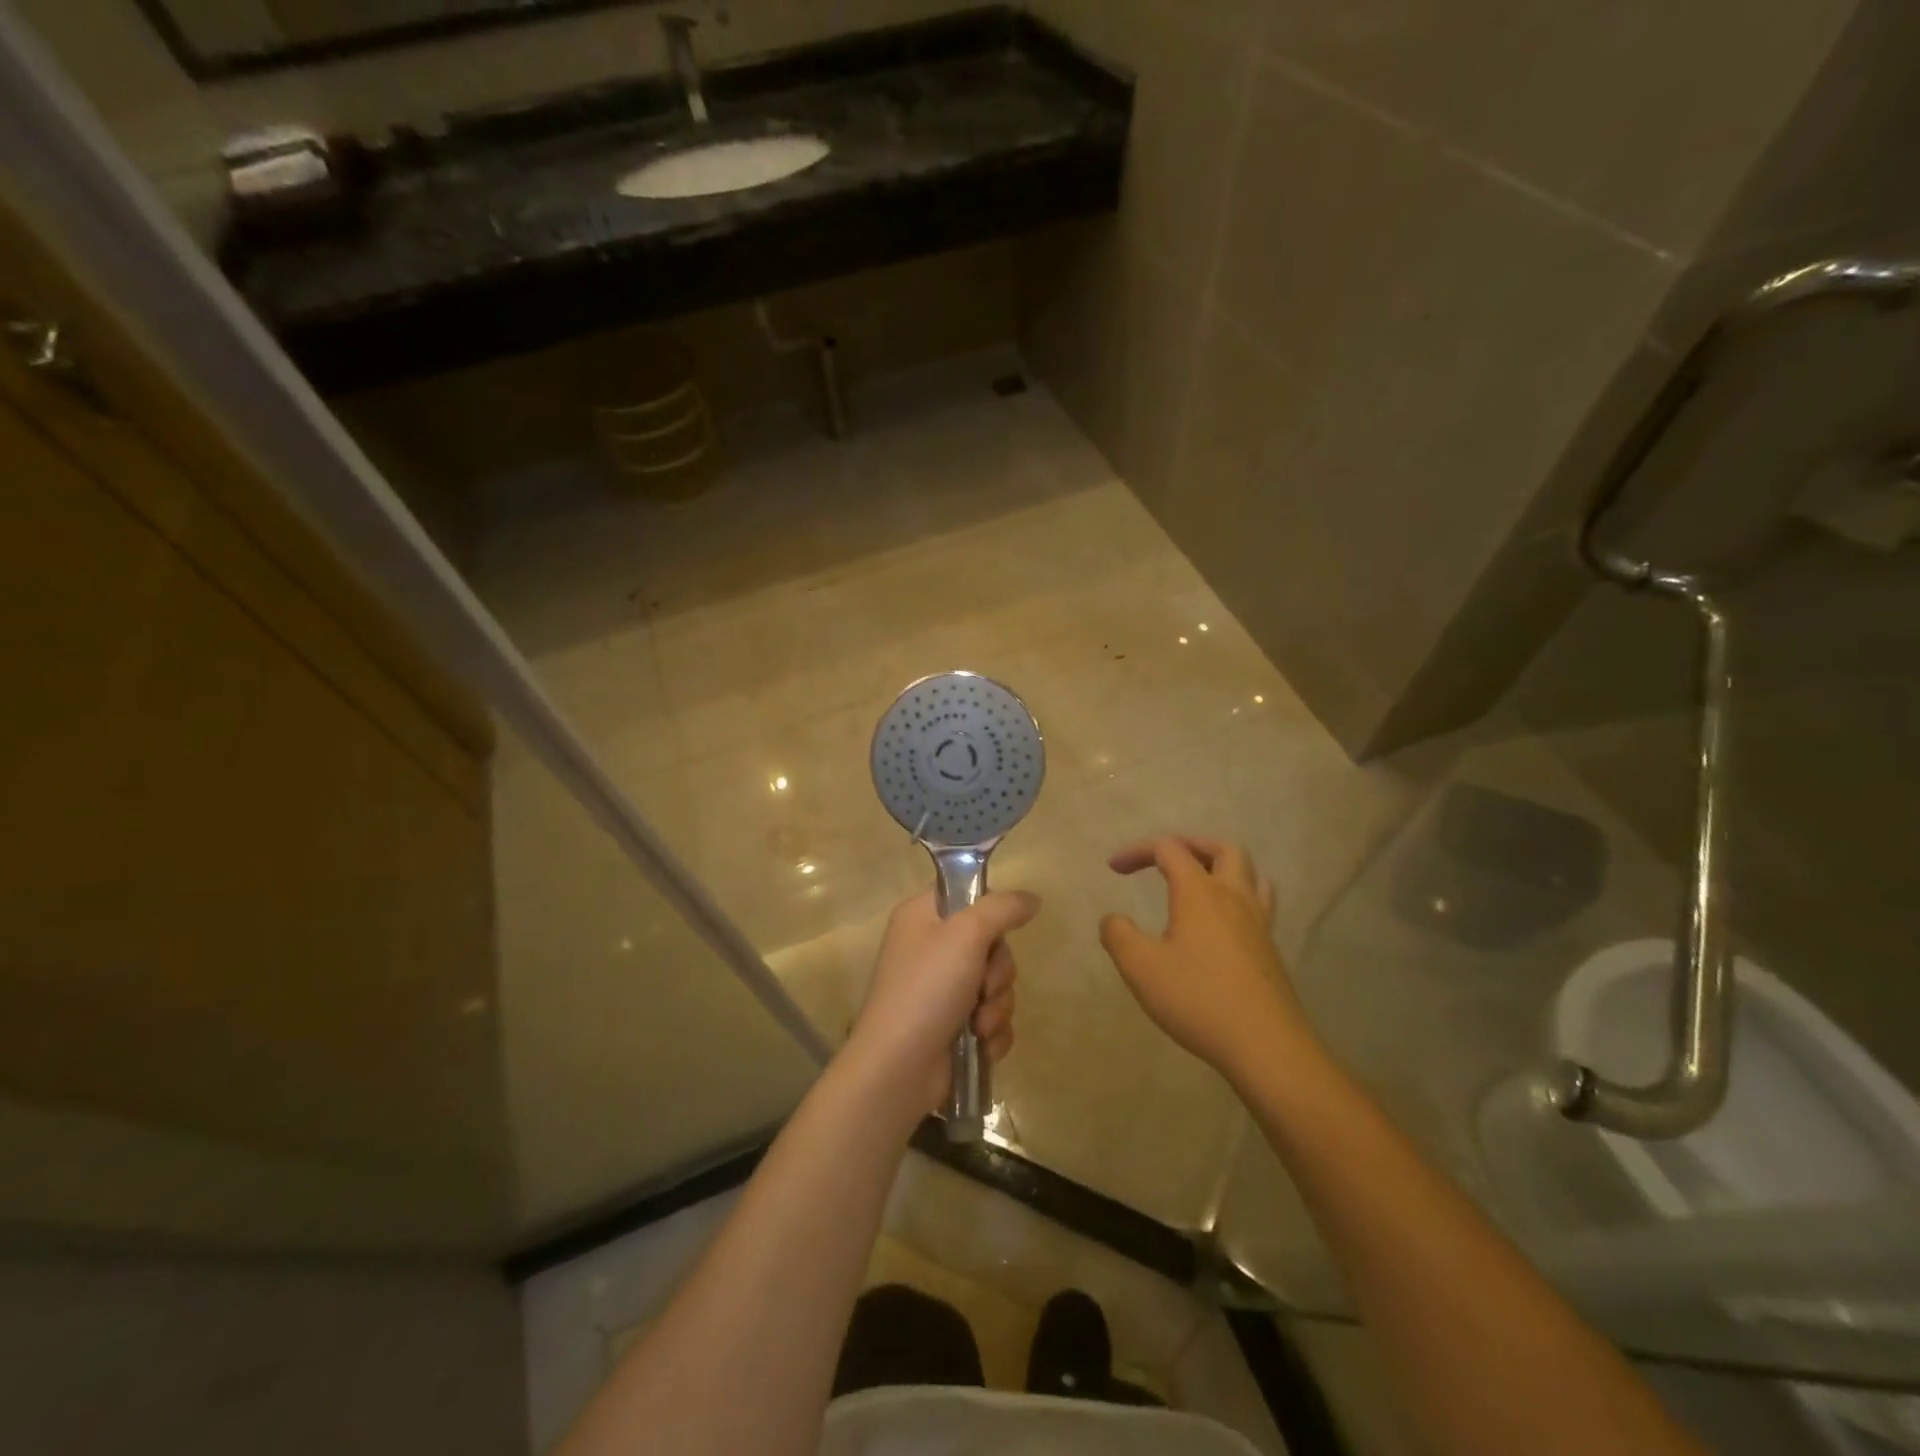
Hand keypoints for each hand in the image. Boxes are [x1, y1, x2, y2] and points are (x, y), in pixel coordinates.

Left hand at [848, 888, 1038, 1114]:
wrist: (899, 1069)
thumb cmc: (927, 989)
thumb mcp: (966, 935)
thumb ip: (1002, 908)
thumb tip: (1031, 898)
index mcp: (922, 916)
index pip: (965, 893)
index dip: (989, 910)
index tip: (997, 930)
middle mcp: (931, 948)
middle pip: (990, 943)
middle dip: (997, 972)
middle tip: (983, 987)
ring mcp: (941, 990)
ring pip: (995, 984)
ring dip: (996, 1007)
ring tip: (978, 1026)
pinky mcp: (953, 1027)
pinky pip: (992, 1017)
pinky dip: (992, 1032)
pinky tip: (981, 1045)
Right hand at [1099, 836, 1313, 1080]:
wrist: (1266, 1045)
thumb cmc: (1198, 999)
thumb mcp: (1141, 967)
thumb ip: (1118, 935)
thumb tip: (1113, 919)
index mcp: (1199, 892)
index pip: (1169, 849)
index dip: (1138, 851)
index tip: (1114, 869)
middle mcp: (1233, 897)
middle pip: (1222, 849)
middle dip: (1190, 845)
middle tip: (1165, 861)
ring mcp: (1258, 923)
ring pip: (1250, 874)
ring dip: (1221, 867)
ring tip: (1199, 884)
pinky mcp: (1270, 950)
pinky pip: (1258, 904)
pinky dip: (1236, 897)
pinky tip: (1221, 924)